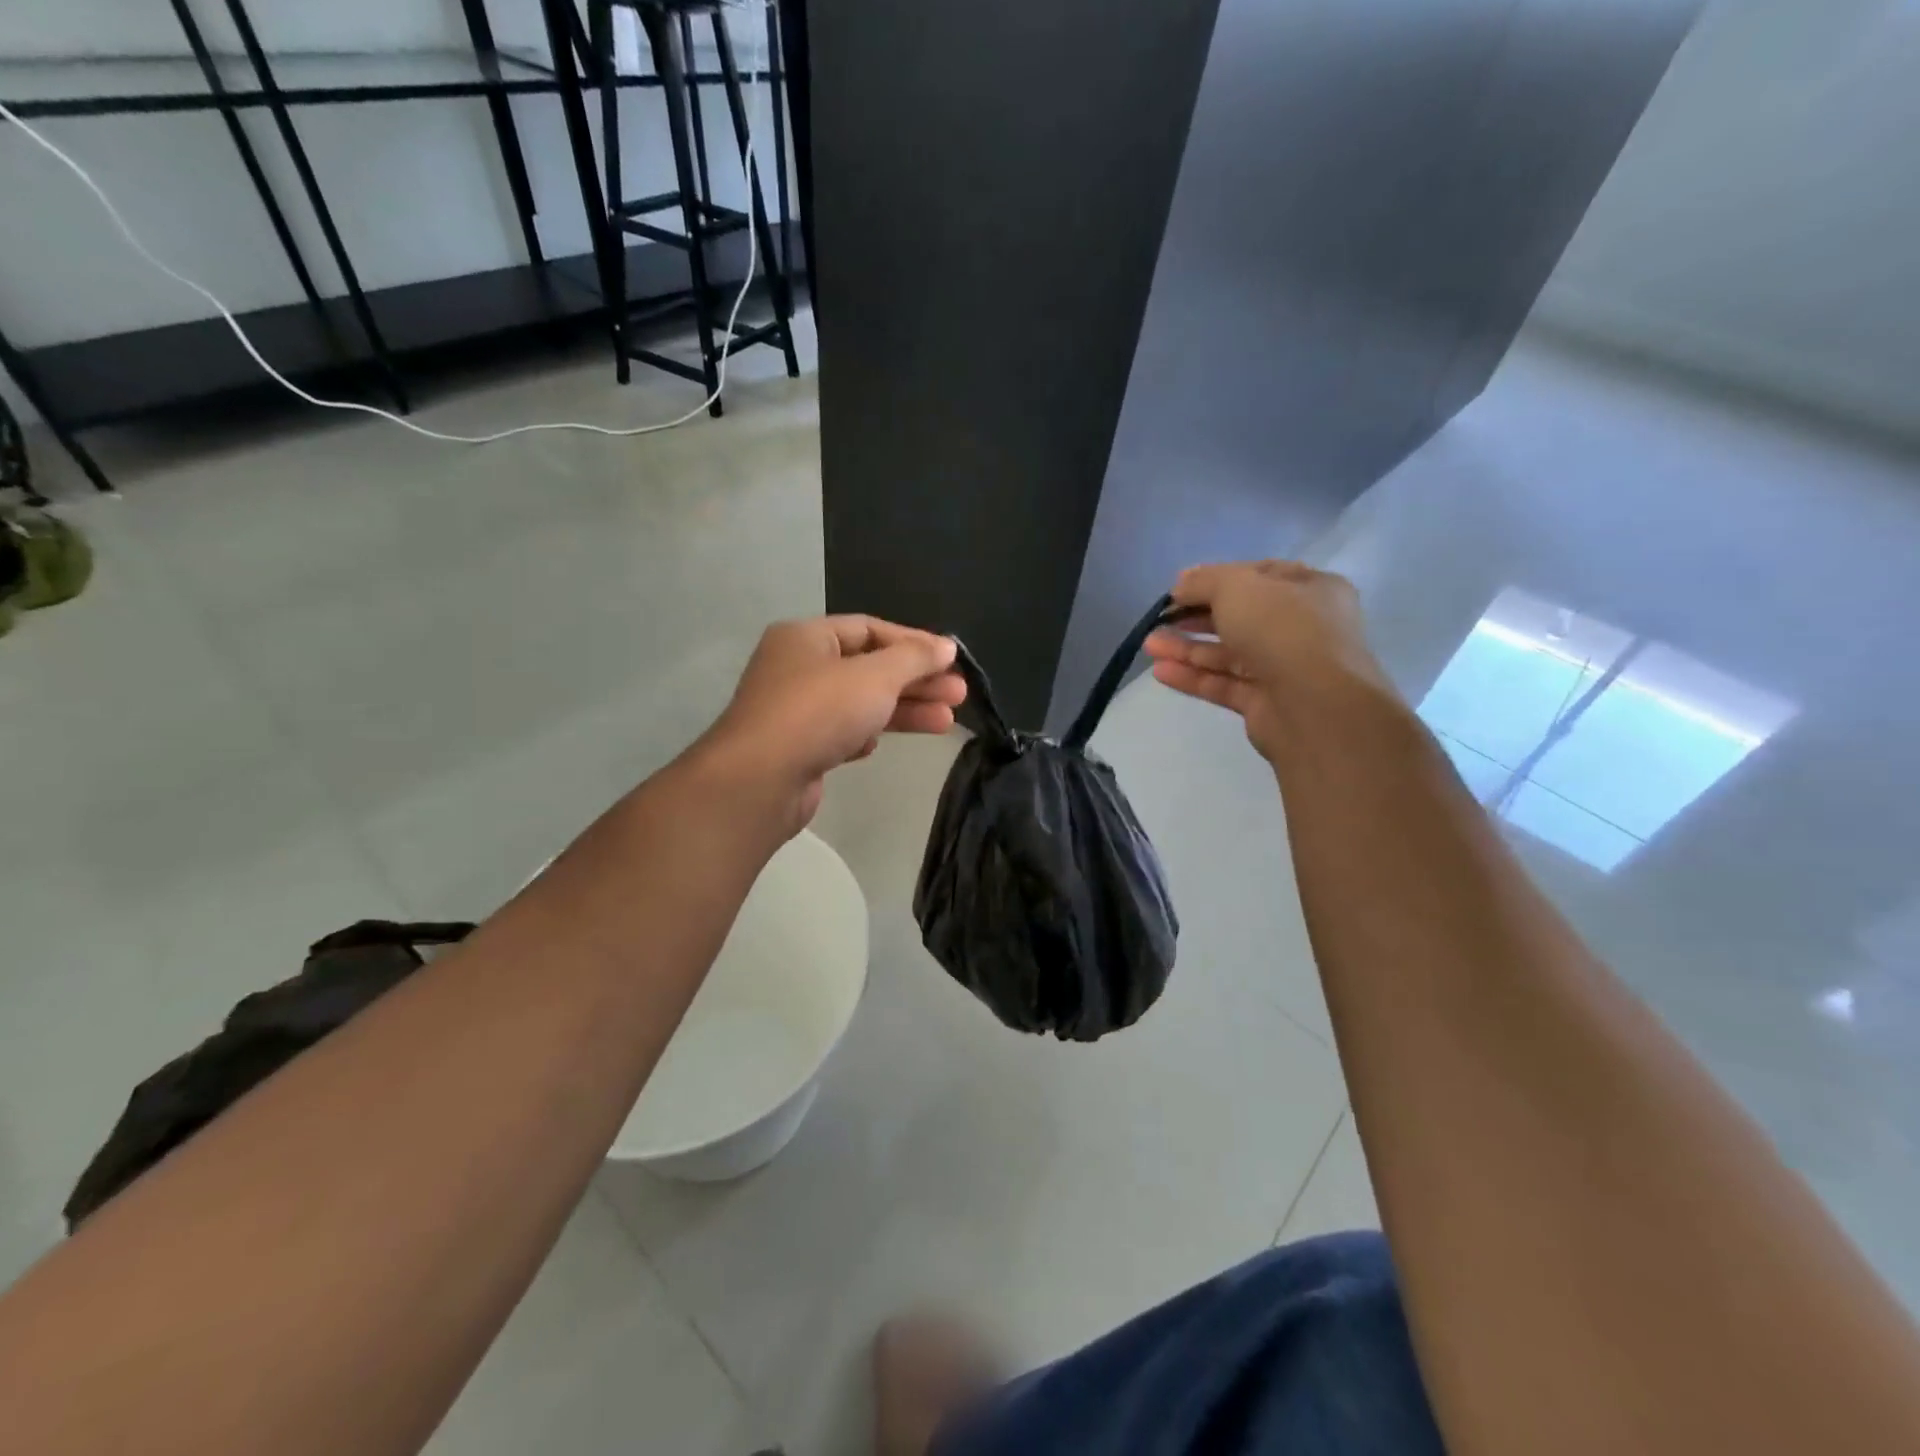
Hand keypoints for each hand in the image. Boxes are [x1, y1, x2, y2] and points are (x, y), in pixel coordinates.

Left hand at [697, 615, 964, 832]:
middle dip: (916, 681)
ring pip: (859, 702)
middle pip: (869, 667)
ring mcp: (795, 710)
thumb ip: (914, 659)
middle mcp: (798, 667)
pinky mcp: (798, 747)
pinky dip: (867, 733)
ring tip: (946, 722)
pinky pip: (840, 732)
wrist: (760, 780)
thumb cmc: (819, 712)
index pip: (870, 629)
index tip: (950, 660)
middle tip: (958, 695)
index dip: (913, 642)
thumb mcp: (875, 676)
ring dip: (902, 710)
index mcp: (807, 637)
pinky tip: (882, 744)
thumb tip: (946, 646)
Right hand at [1144, 560, 1397, 762]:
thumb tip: (1181, 583)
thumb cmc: (1282, 628)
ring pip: (1228, 654)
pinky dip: (1193, 677)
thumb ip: (1204, 581)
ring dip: (1188, 648)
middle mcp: (1302, 627)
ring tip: (1149, 645)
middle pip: (1240, 617)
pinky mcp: (1266, 704)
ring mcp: (1285, 668)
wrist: (1315, 705)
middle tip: (1161, 618)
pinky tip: (1160, 672)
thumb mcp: (1237, 586)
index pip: (1260, 577)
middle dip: (1196, 617)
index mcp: (1311, 589)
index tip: (1180, 587)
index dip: (1218, 579)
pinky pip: (1224, 684)